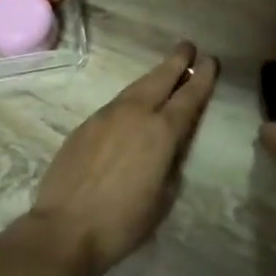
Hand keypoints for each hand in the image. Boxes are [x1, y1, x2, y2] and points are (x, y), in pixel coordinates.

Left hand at [29, 42, 218, 275]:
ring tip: (164, 71)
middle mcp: (135, 114)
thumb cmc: (123, 222)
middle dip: (176, 62)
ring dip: (152, 77)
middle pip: (160, 79)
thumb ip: (170, 164)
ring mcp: (106, 116)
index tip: (210, 61)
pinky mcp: (85, 126)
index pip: (188, 97)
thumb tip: (169, 148)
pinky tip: (132, 105)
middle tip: (188, 46)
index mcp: (161, 132)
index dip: (202, 78)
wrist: (65, 228)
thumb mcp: (163, 197)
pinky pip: (115, 104)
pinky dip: (131, 98)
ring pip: (135, 88)